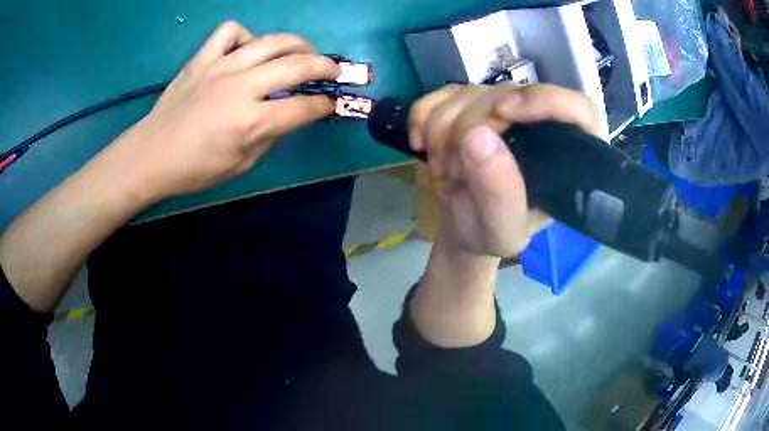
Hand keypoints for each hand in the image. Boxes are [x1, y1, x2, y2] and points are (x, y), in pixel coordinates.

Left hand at [105, 22, 340, 200]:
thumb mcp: (240, 165)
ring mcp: (221, 67)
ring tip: (302, 51)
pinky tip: (246, 49)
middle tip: (333, 70)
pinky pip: (230, 31)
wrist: (150, 155)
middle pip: (297, 66)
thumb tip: (287, 116)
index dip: (325, 105)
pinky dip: (244, 36)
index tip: (331, 104)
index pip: (303, 108)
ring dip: (296, 44)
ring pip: (271, 41)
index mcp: (251, 121)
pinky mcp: (202, 58)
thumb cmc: (194, 169)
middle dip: (325, 66)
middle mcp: (241, 87)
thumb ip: (269, 137)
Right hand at [410, 84, 602, 256]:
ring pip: (469, 93)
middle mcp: (539, 123)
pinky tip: (421, 145)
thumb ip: (499, 196)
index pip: (579, 109)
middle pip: (508, 95)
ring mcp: (503, 107)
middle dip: (468, 129)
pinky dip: (422, 118)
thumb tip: (477, 136)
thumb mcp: (500, 233)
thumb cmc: (491, 233)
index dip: (545, 100)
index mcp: (567, 155)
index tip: (502, 114)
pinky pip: (441, 94)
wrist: (464, 225)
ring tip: (445, 171)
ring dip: (442, 132)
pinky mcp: (471, 102)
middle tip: (452, 172)